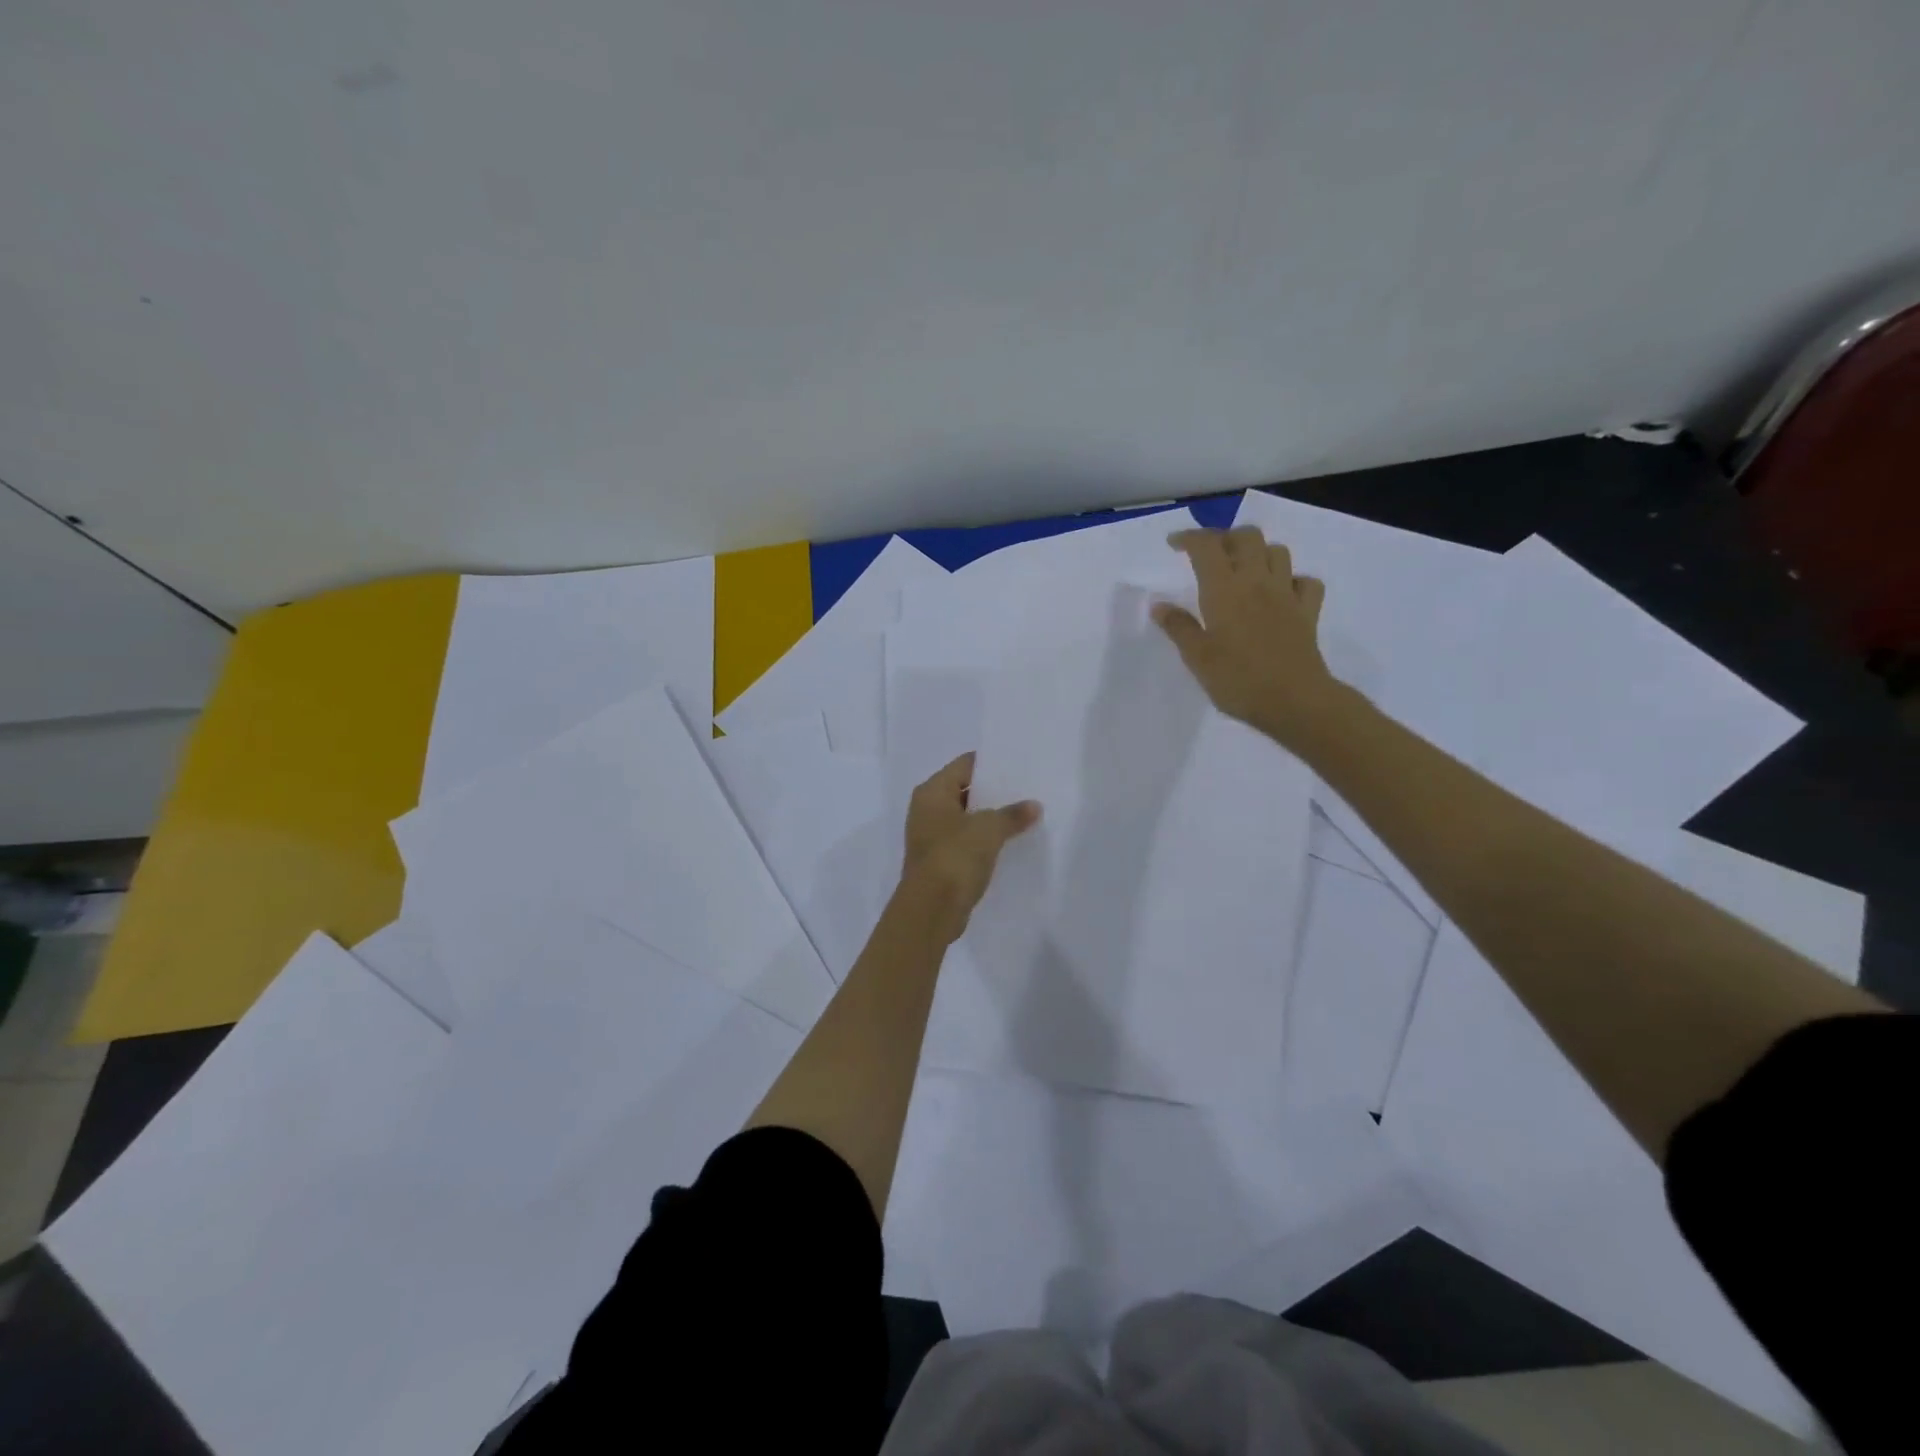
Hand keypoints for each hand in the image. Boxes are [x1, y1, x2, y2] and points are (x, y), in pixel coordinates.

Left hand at [901, 753, 1040, 941]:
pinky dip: (983, 840)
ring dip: (989, 818)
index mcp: (932, 792)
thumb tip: (1034, 806)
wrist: (930, 909)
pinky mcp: (939, 861)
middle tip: (1026, 790)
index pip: (964, 765)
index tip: (1018, 765)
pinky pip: (965, 841)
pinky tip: (1008, 843)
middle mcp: (926, 809)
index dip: (990, 764)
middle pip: (964, 791)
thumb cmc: (954, 857)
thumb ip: (1012, 814)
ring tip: (1023, 815)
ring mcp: (931, 836)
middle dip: (993, 792)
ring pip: (966, 818)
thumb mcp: (989, 829)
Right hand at [1152, 526, 1342, 747]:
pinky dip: (1292, 580)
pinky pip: (1305, 581)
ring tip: (1243, 570)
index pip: (1206, 546)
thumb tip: (1159, 605)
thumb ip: (1179, 627)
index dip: (1189, 538)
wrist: (1294, 701)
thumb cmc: (1238, 680)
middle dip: (1226, 538)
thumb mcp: (1197, 657)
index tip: (1174, 545)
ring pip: (1277, 551)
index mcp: (1224, 589)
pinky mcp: (1308, 611)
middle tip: (1210, 555)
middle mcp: (1257, 581)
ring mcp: (1287, 594)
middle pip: (1247, 537)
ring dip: (1259, 552)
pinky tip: (1281, 593)